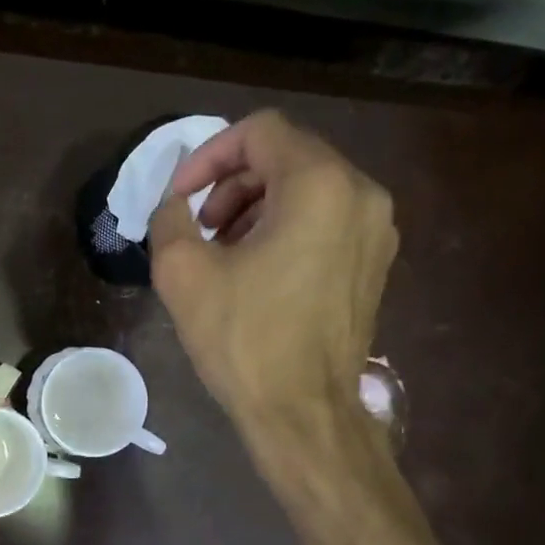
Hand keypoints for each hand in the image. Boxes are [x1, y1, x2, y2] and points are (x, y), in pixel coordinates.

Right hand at [150, 110, 396, 440]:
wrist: (303, 412)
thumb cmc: (243, 339)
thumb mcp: (183, 274)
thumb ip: (169, 219)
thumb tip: (174, 203)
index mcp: (318, 185)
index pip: (259, 132)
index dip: (208, 156)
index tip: (179, 198)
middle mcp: (360, 194)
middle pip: (286, 156)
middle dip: (231, 184)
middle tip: (200, 229)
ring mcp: (376, 230)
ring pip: (306, 189)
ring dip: (255, 207)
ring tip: (222, 253)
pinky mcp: (374, 263)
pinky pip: (325, 221)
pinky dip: (284, 228)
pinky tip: (255, 272)